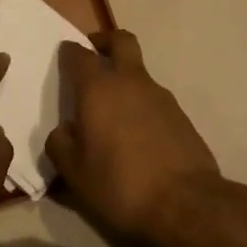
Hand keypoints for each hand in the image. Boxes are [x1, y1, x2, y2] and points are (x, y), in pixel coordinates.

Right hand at [45, 30, 219, 244]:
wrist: (186, 205)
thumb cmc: (121, 184)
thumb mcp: (75, 173)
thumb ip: (60, 144)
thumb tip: (64, 130)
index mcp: (98, 87)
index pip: (79, 54)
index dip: (69, 52)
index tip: (64, 58)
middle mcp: (130, 81)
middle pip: (120, 41)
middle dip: (105, 42)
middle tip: (94, 55)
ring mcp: (160, 96)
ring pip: (139, 72)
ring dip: (125, 79)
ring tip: (113, 113)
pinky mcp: (181, 116)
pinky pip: (155, 100)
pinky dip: (142, 106)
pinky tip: (137, 137)